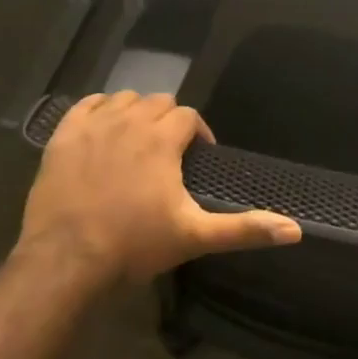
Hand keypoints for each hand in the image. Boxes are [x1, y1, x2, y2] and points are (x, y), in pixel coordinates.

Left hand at [19, 92, 300, 285]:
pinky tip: (103, 132)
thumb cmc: (134, 245)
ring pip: (124, 99)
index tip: (198, 158)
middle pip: (159, 102)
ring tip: (138, 142)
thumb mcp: (195, 236)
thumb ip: (244, 229)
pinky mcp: (62, 136)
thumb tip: (295, 230)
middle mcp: (129, 121)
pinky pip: (86, 105)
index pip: (189, 116)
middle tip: (170, 153)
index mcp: (162, 139)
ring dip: (136, 113)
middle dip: (170, 121)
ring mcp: (92, 126)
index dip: (199, 133)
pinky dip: (100, 111)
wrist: (65, 260)